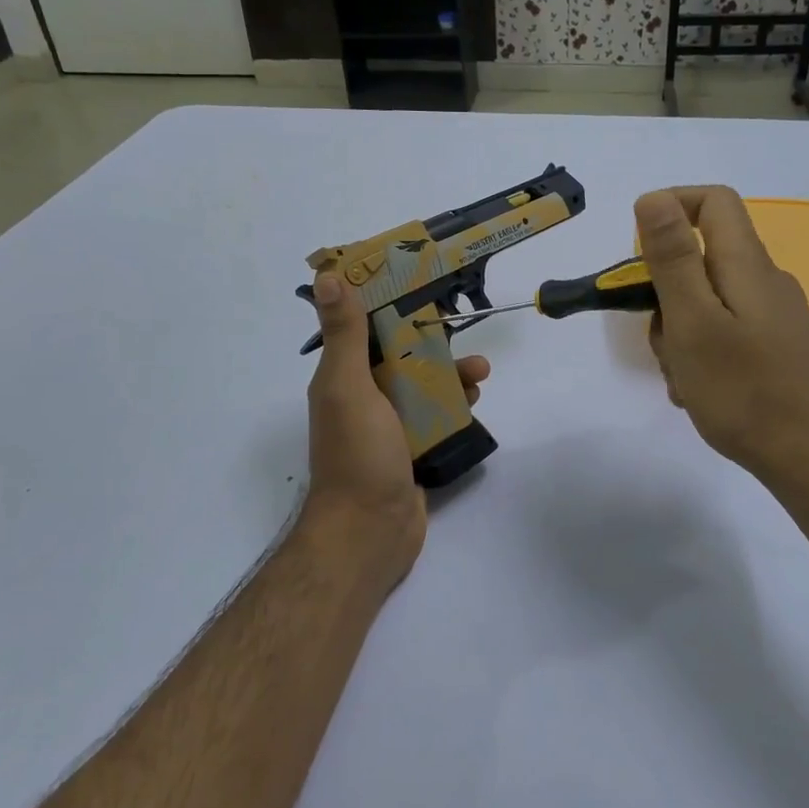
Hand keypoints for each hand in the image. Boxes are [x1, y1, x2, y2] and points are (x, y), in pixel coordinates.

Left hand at [300, 270, 490, 589]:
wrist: (370, 531)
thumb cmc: (358, 454)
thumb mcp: (348, 387)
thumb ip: (344, 334)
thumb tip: (327, 276)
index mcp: (342, 378)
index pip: (363, 328)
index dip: (386, 302)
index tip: (416, 278)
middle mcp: (362, 397)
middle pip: (399, 355)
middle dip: (430, 339)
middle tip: (461, 327)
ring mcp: (388, 425)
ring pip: (422, 385)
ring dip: (449, 374)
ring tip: (481, 372)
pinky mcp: (411, 448)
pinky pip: (435, 416)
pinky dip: (454, 405)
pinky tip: (474, 400)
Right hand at [636, 186, 808, 494]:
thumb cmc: (743, 390)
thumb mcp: (693, 322)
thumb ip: (673, 259)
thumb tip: (654, 197)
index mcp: (748, 266)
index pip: (713, 202)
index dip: (671, 206)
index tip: (637, 247)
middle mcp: (767, 283)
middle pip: (704, 260)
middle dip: (667, 293)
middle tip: (659, 338)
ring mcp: (775, 319)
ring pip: (710, 304)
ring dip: (681, 333)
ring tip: (680, 378)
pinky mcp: (778, 350)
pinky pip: (727, 335)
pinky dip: (703, 354)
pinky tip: (698, 393)